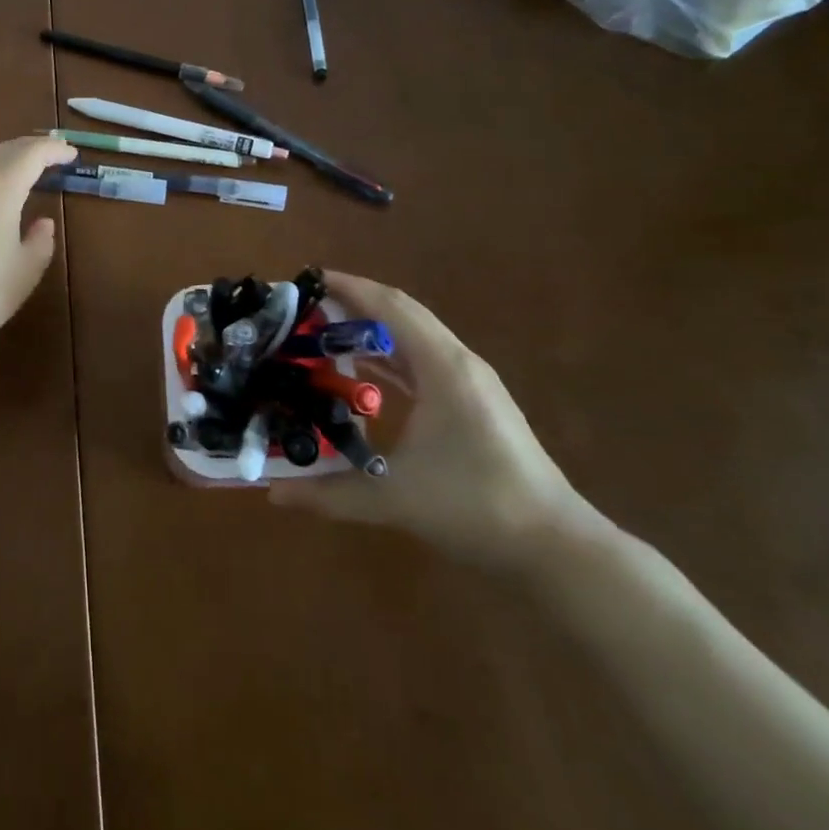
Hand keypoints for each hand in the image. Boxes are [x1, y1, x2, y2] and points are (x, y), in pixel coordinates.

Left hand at [0, 137, 77, 362]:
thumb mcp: (25, 272)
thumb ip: (40, 241)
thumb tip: (42, 223)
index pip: (31, 154)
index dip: (53, 150)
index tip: (71, 154)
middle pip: (1, 150)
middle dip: (28, 148)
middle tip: (50, 157)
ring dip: (2, 156)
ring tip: (18, 168)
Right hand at [270, 272, 595, 571]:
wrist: (558, 549)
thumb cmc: (476, 508)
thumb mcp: (394, 499)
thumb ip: (328, 494)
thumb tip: (270, 494)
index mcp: (442, 367)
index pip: (389, 306)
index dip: (347, 287)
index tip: (305, 280)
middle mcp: (457, 362)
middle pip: (400, 312)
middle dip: (353, 302)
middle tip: (305, 307)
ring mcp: (470, 382)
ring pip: (413, 336)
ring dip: (372, 328)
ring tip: (323, 333)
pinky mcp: (474, 402)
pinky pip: (422, 360)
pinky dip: (389, 355)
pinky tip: (362, 372)